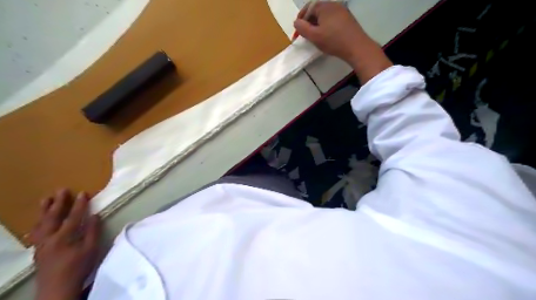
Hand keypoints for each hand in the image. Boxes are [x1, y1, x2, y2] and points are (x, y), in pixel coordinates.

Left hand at [30, 190, 100, 299]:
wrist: (58, 288)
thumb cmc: (79, 267)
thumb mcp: (92, 249)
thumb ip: (93, 231)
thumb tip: (95, 215)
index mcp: (64, 238)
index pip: (73, 216)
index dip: (79, 204)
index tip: (83, 192)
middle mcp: (49, 239)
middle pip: (52, 217)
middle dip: (58, 203)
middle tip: (62, 190)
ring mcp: (41, 244)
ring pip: (40, 224)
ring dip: (44, 210)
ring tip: (46, 199)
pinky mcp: (38, 250)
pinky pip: (36, 232)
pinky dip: (38, 223)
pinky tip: (40, 221)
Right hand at [295, 1, 392, 82]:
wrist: (357, 47)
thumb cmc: (333, 41)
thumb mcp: (314, 36)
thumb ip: (302, 28)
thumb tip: (296, 22)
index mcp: (324, 6)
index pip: (308, 8)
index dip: (300, 20)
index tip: (297, 32)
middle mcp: (334, 4)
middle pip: (316, 11)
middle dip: (308, 23)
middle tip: (305, 36)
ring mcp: (342, 11)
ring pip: (325, 16)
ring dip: (317, 25)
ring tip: (315, 38)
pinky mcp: (348, 19)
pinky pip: (332, 20)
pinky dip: (326, 27)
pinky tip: (326, 37)